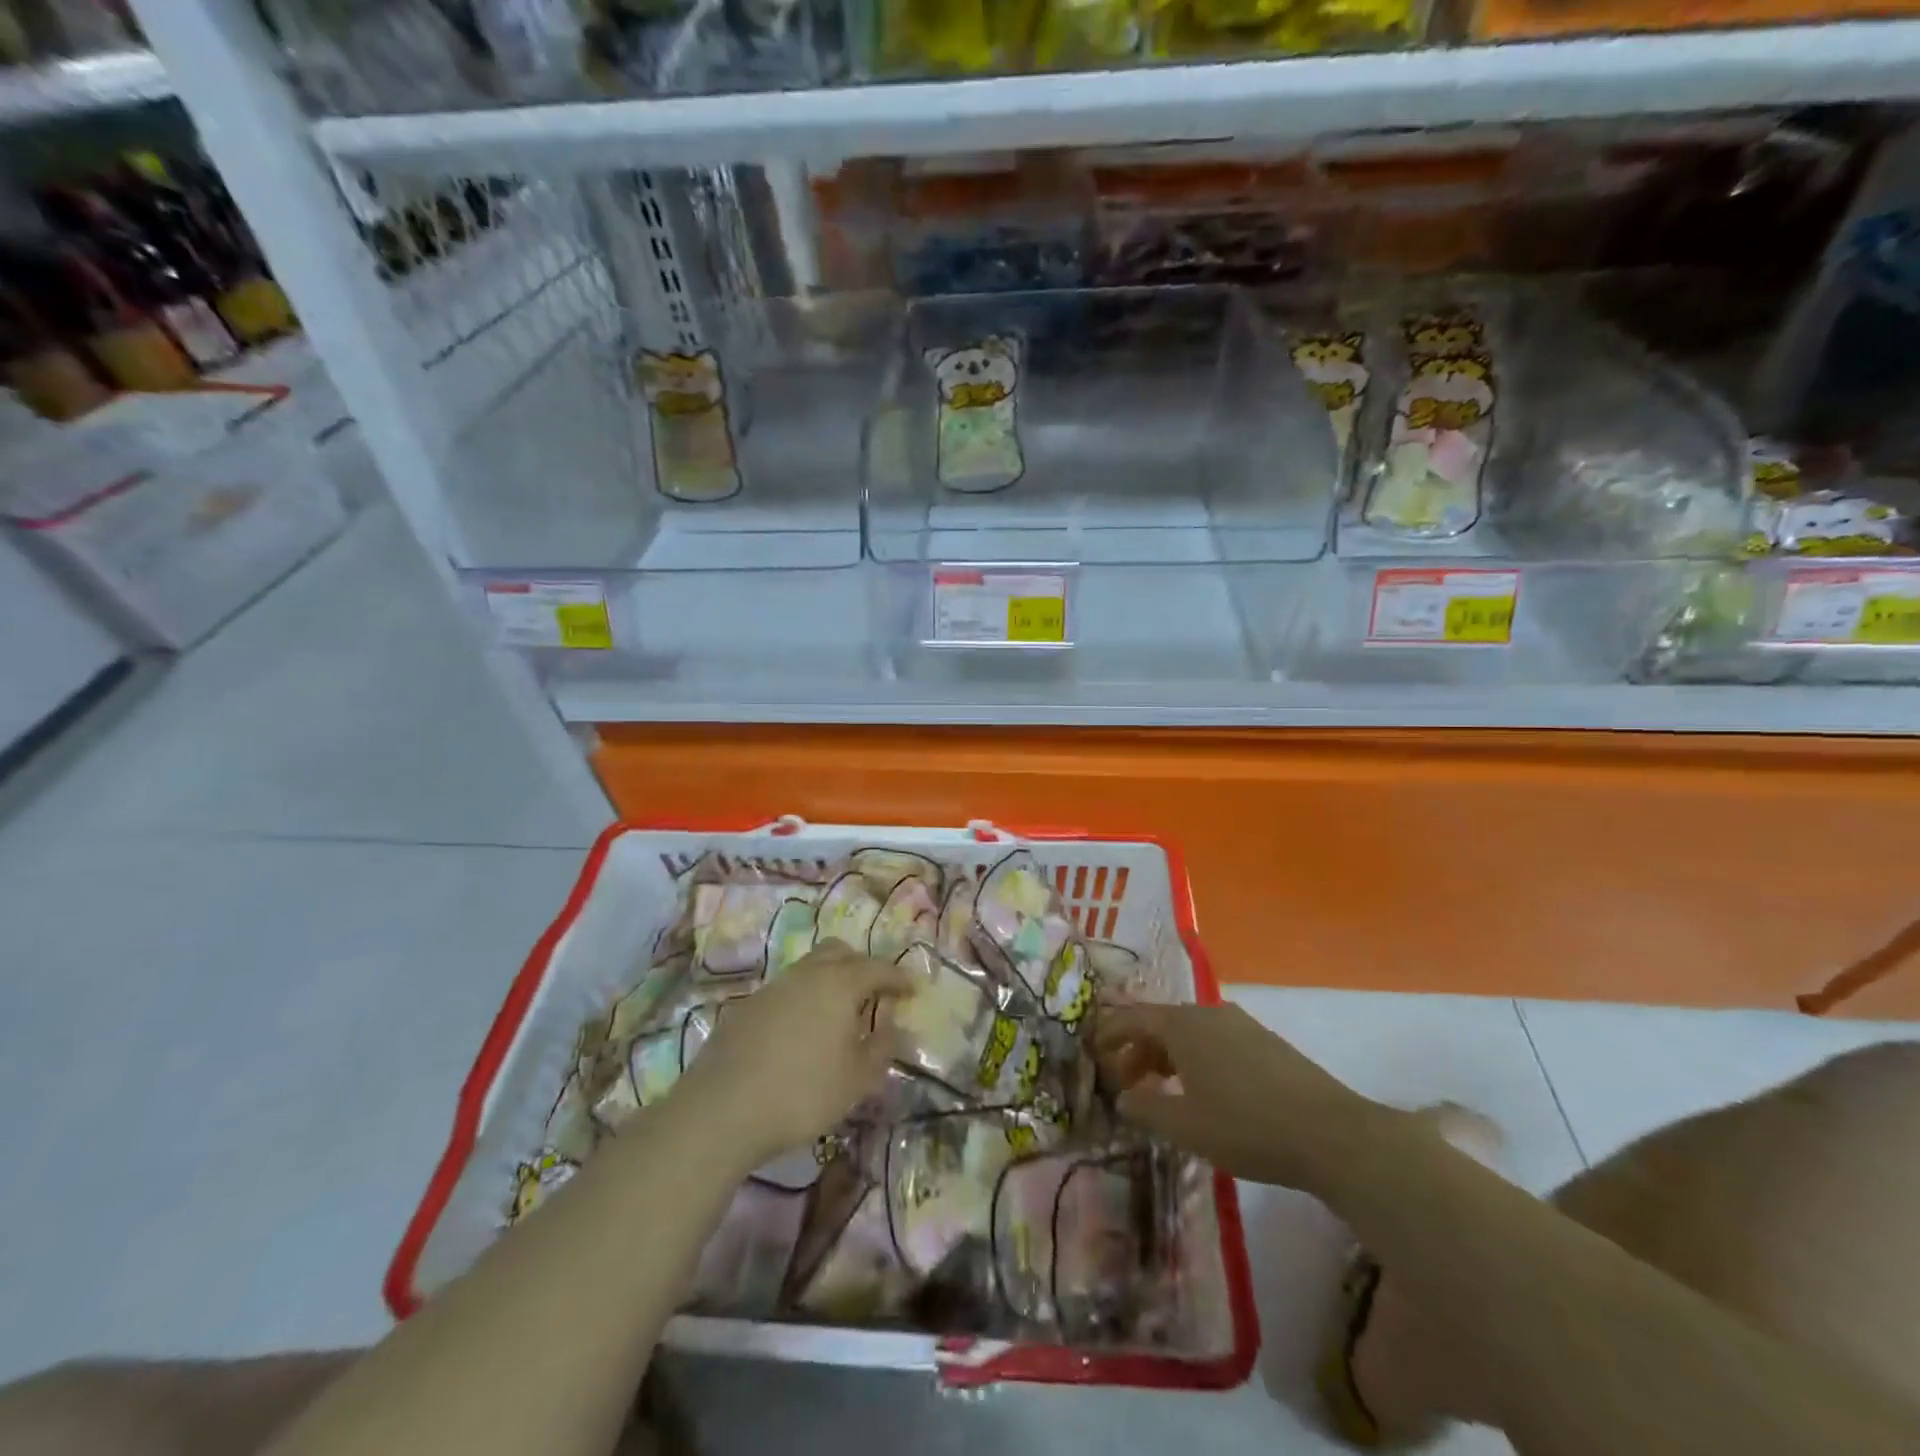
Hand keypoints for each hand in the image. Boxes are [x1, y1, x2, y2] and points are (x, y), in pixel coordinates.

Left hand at [674, 942, 911, 1170]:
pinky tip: (801, 1031)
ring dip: (829, 980)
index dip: (898, 977)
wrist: (722, 1109)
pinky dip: (803, 999)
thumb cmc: (803, 1093)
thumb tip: (894, 1026)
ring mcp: (773, 987)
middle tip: (873, 993)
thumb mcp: (856, 1079)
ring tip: (838, 1014)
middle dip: (861, 966)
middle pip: (839, 952)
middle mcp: (807, 974)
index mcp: (840, 984)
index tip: (912, 989)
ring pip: (809, 967)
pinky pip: (786, 990)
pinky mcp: (746, 1006)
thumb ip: (881, 1048)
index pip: (878, 968)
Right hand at [1097, 1002, 1387, 1191]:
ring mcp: (1240, 1024)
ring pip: (1188, 1033)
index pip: (1131, 1017)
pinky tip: (1202, 1092)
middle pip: (1160, 1023)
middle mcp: (1207, 1013)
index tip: (1093, 1053)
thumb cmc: (1246, 1126)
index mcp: (1182, 1024)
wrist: (1331, 1133)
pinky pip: (1214, 1041)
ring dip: (1166, 1057)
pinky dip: (1194, 1059)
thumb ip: (1146, 1108)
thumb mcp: (1185, 1126)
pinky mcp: (1264, 1042)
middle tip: (1125, 1084)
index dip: (1108, 1034)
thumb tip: (1123, 1096)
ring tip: (1161, 1090)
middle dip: (1137, 1050)